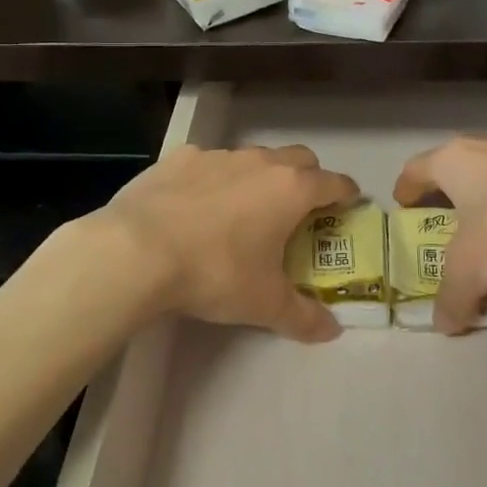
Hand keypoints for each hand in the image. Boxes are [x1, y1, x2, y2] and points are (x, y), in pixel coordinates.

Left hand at [94, 144, 359, 342]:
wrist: (137, 250)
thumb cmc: (214, 272)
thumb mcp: (263, 304)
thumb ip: (303, 316)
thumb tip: (331, 331)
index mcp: (290, 190)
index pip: (334, 183)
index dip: (346, 195)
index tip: (349, 206)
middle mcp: (259, 162)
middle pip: (299, 158)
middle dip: (307, 178)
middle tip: (299, 210)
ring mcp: (217, 155)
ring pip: (253, 158)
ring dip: (259, 177)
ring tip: (244, 210)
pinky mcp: (179, 158)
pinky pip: (208, 163)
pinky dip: (214, 179)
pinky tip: (196, 206)